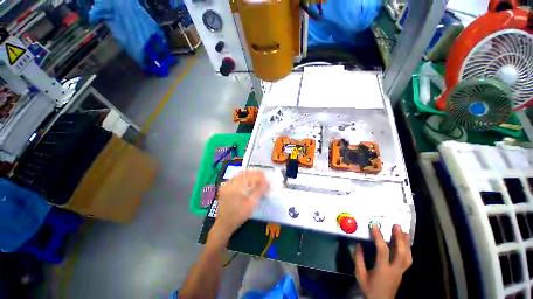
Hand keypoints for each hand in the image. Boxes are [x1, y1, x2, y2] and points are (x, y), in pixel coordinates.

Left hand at [213, 170, 268, 237]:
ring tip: (256, 179)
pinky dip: (243, 178)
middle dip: (254, 174)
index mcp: (236, 186)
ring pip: (240, 175)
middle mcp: (229, 182)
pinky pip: (235, 178)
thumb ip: (259, 190)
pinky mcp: (224, 187)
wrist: (224, 224)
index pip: (249, 176)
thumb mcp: (252, 203)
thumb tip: (267, 182)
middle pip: (244, 173)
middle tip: (262, 178)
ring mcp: (226, 184)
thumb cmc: (239, 215)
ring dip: (249, 175)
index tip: (266, 178)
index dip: (259, 175)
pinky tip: (247, 182)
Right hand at [353, 225, 411, 298]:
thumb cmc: (369, 288)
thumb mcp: (360, 275)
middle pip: (401, 253)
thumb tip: (358, 244)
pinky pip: (408, 260)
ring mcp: (401, 272)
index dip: (379, 237)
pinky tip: (406, 244)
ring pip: (408, 256)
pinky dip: (408, 250)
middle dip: (400, 238)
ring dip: (406, 243)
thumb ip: (358, 259)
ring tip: (405, 231)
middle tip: (397, 226)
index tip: (375, 225)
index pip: (383, 251)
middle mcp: (394, 270)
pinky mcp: (402, 272)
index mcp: (382, 269)